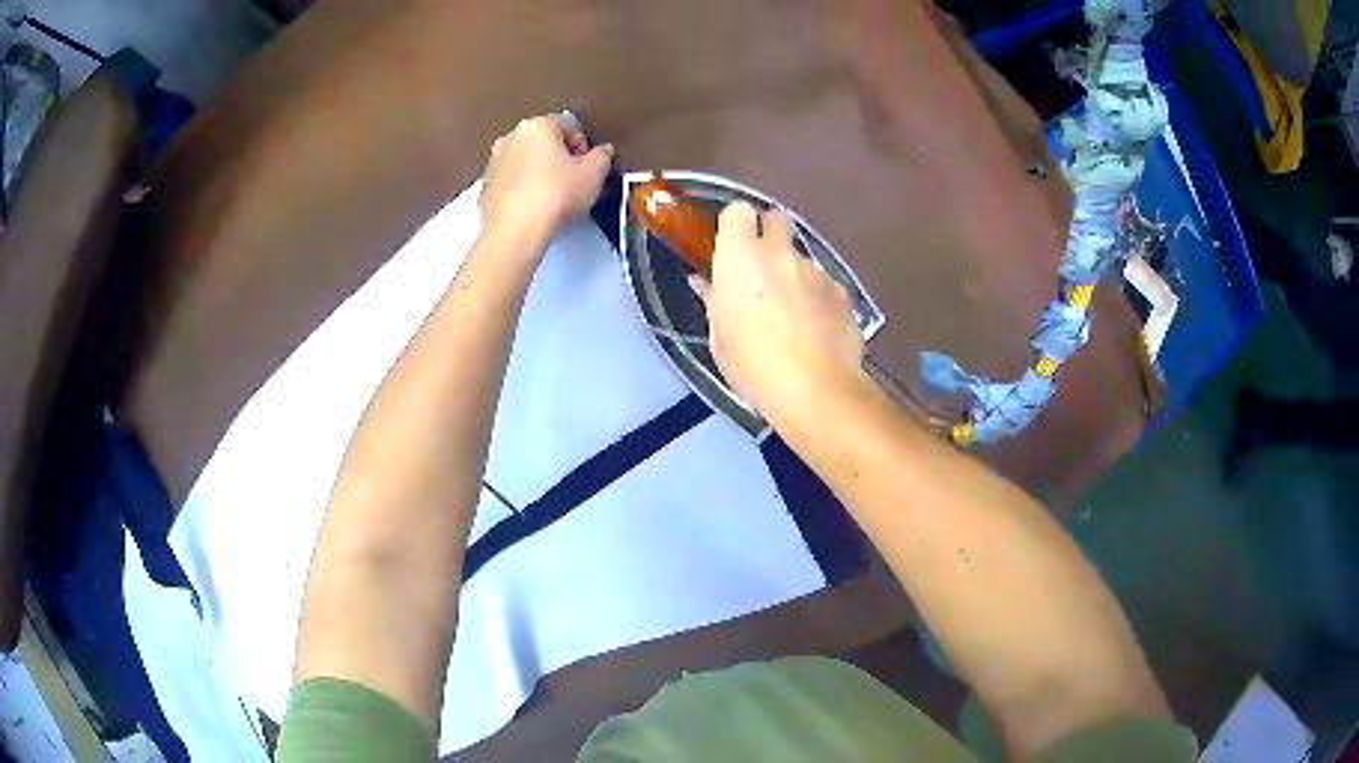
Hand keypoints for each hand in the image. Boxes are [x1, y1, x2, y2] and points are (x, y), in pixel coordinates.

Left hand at [479, 113, 613, 249]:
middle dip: (558, 156)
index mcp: (538, 126)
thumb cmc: (557, 195)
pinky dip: (521, 188)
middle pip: (542, 140)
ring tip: (551, 195)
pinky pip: (509, 181)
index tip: (586, 166)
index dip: (582, 145)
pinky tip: (532, 207)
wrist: (516, 231)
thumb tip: (602, 151)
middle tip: (571, 180)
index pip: (567, 124)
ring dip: (538, 170)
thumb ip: (602, 156)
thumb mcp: (594, 174)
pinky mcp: (485, 187)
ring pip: (524, 160)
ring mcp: (493, 162)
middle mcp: (511, 137)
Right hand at [692, 203, 866, 424]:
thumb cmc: (753, 366)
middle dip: (770, 235)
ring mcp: (815, 269)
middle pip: (776, 220)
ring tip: (793, 315)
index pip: (737, 212)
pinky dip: (818, 297)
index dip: (736, 226)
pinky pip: (824, 283)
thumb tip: (708, 284)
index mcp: (740, 258)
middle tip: (763, 269)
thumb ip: (715, 301)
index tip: (733, 246)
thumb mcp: (720, 338)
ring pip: (802, 257)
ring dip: (794, 274)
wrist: (814, 389)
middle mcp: (779, 253)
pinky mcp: (842, 290)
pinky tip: (816, 329)